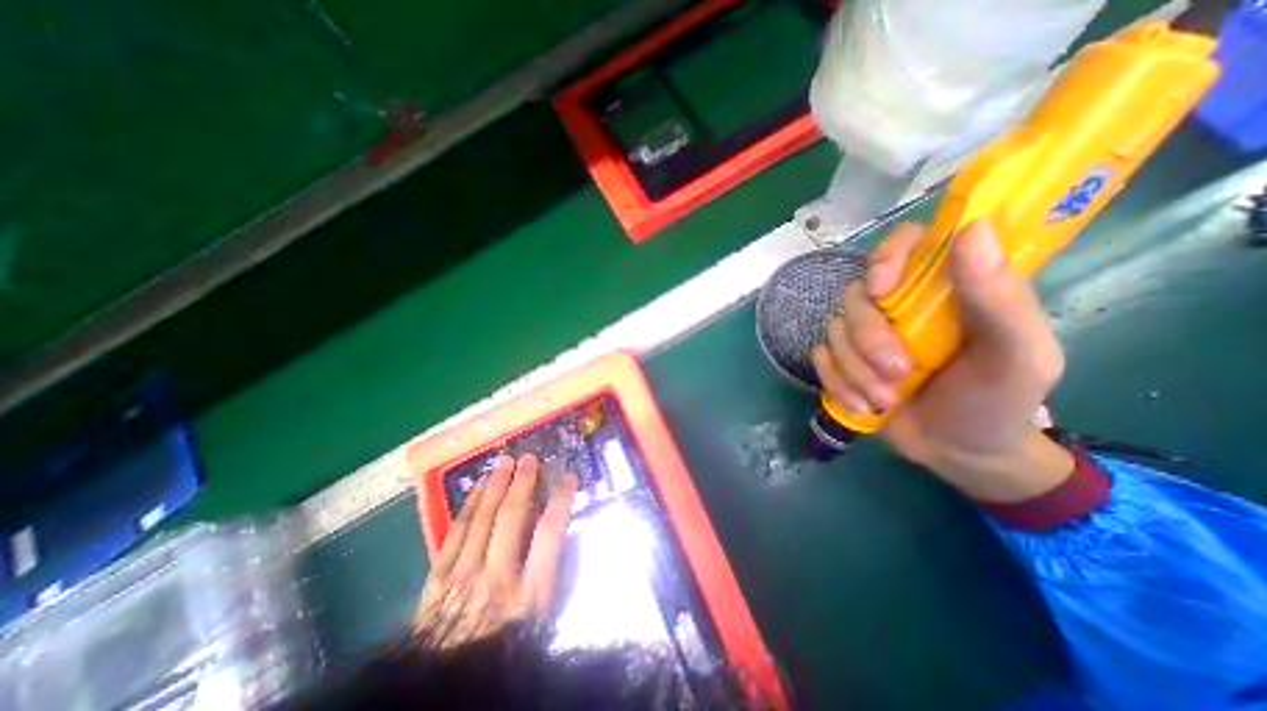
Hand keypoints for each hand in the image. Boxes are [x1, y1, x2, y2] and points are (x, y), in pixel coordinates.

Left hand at [417, 454, 577, 646]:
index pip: (550, 532)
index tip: (569, 475)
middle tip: (530, 458)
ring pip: (482, 517)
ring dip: (495, 485)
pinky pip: (455, 531)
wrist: (446, 689)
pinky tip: (476, 487)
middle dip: (523, 482)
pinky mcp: (437, 578)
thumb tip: (557, 536)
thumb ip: (550, 579)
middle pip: (512, 516)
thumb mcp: (541, 623)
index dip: (561, 498)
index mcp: (528, 593)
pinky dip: (468, 505)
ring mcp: (462, 576)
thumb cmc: (505, 653)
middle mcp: (496, 577)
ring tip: (505, 462)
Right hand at [818, 220, 1072, 502]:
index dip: (886, 257)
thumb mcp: (1017, 355)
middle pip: (856, 295)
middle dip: (868, 337)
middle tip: (896, 371)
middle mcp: (898, 305)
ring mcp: (865, 335)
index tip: (882, 290)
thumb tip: (973, 228)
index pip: (906, 244)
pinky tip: (861, 405)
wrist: (959, 452)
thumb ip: (1000, 297)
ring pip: (834, 330)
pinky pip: (820, 358)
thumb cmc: (998, 401)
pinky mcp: (843, 361)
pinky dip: (837, 383)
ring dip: (855, 370)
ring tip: (884, 399)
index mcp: (944, 289)